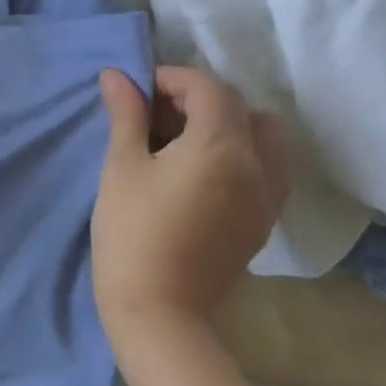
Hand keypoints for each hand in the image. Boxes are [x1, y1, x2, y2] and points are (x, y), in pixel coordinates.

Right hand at [92, 66, 290, 344]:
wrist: (158, 309)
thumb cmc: (131, 231)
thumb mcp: (122, 166)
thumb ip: (126, 115)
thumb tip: (116, 76)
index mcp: (220, 147)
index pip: (209, 89)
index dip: (173, 79)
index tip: (140, 91)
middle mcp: (257, 166)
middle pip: (244, 108)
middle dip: (203, 99)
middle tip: (161, 114)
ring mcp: (267, 197)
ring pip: (267, 138)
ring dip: (232, 124)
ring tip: (187, 140)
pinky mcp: (264, 221)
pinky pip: (269, 169)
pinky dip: (243, 153)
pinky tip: (203, 171)